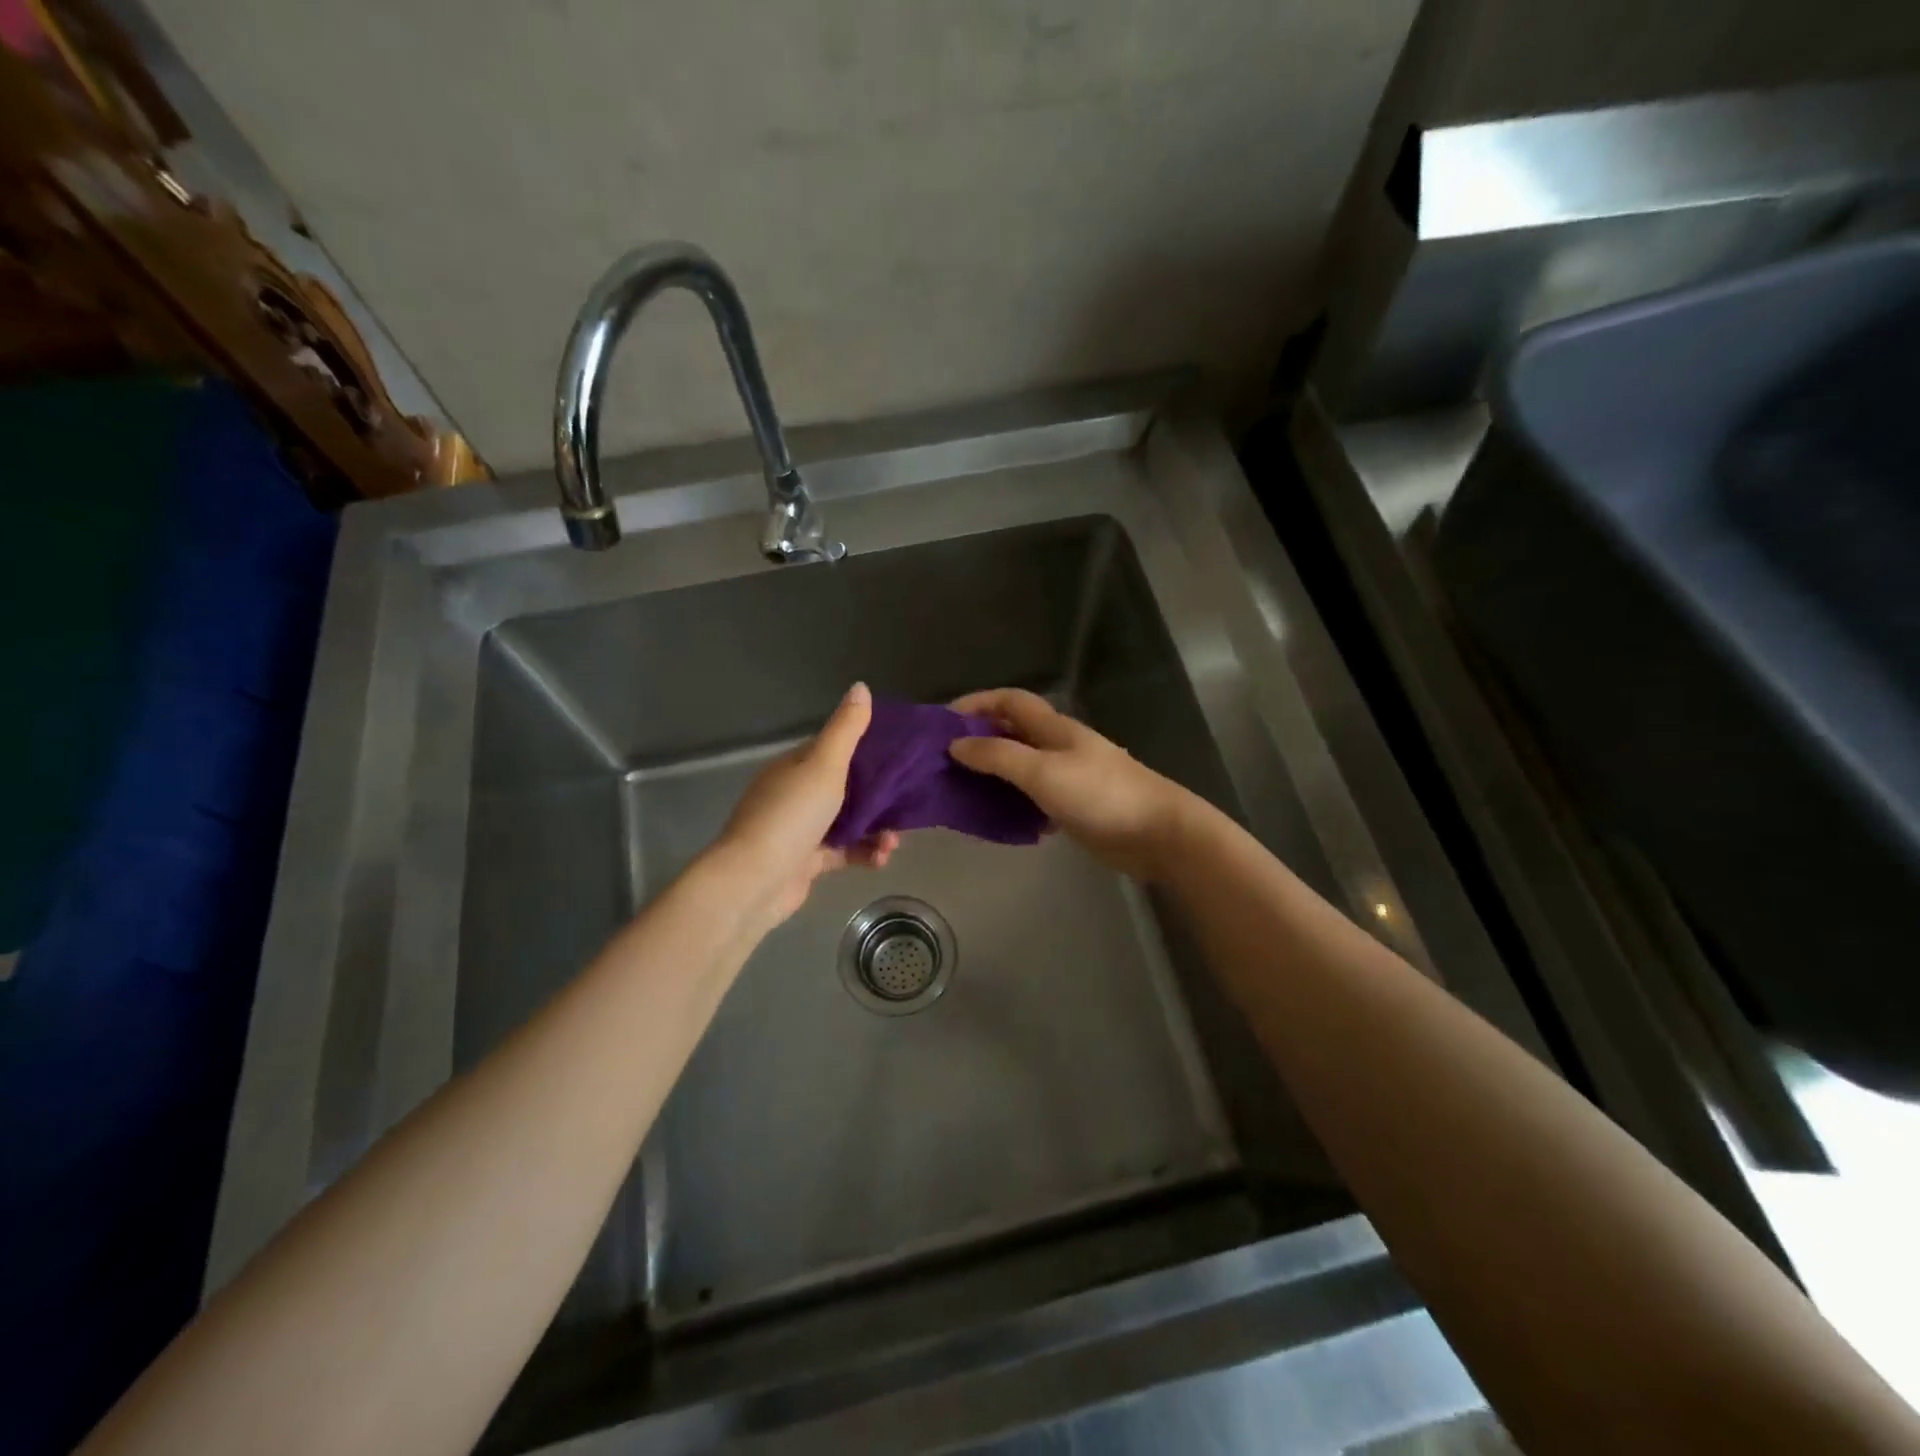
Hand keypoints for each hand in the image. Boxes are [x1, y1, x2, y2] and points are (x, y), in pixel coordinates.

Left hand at [714, 682, 898, 928]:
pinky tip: (883, 858)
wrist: (754, 881)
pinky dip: (864, 853)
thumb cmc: (791, 815)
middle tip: (909, 799)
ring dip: (876, 828)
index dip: (867, 747)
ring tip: (896, 839)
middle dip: (878, 794)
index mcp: (795, 766)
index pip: (834, 748)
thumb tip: (860, 686)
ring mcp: (801, 829)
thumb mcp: (824, 765)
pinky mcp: (807, 862)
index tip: (901, 753)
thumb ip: (846, 729)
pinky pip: (844, 852)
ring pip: (847, 822)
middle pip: (845, 786)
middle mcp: (796, 793)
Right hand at [948, 689, 1200, 881]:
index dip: (977, 702)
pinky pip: (1033, 799)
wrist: (1157, 833)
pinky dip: (1012, 804)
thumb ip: (997, 756)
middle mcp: (1058, 747)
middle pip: (1012, 733)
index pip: (1010, 701)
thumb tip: (955, 744)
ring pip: (1020, 768)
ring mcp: (1068, 777)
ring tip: (959, 791)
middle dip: (978, 741)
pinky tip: (996, 820)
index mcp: (1054, 728)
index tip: (943, 720)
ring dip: (992, 775)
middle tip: (942, 762)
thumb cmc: (1099, 794)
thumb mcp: (1042, 771)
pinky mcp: (1073, 807)